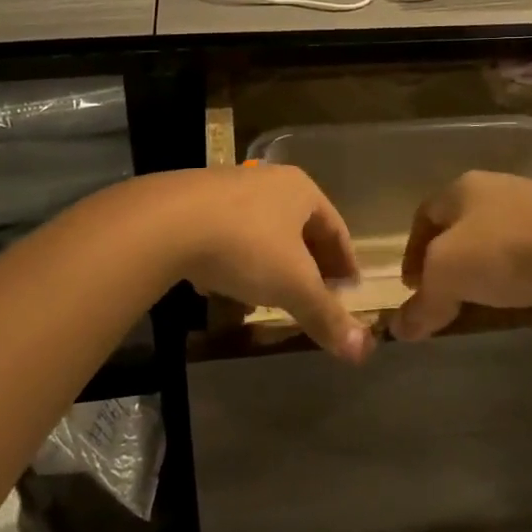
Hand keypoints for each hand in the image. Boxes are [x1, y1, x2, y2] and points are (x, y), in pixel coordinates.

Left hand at [132, 166, 373, 364]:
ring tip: (269, 301)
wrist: (167, 222)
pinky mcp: (194, 203)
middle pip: (299, 229)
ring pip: (262, 233)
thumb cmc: (246, 245)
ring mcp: (229, 188)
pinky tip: (226, 291)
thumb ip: (327, 315)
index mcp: (301, 190)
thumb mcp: (293, 285)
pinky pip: (228, 236)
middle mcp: (268, 181)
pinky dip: (237, 264)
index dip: (345, 263)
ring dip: (271, 266)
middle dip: (308, 266)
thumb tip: (364, 351)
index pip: (336, 228)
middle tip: (314, 297)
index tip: (349, 291)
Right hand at [392, 172, 531, 341]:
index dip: (412, 251)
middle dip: (449, 261)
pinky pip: (531, 250)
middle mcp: (496, 187)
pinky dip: (519, 273)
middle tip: (446, 296)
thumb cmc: (505, 251)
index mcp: (462, 188)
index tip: (413, 287)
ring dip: (485, 268)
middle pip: (461, 225)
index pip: (424, 215)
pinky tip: (524, 297)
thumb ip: (422, 303)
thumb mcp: (447, 276)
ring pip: (497, 237)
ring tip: (484, 302)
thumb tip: (399, 329)